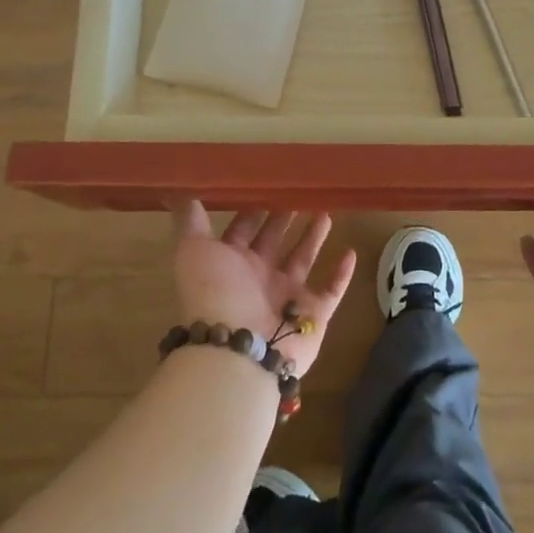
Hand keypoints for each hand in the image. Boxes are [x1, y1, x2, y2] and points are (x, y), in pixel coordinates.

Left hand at [171, 203, 356, 376]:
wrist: (239, 349)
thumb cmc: (216, 292)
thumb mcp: (194, 250)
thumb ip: (190, 222)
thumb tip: (182, 193)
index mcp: (231, 262)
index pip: (243, 230)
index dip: (252, 209)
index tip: (268, 183)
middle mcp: (259, 278)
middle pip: (274, 242)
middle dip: (285, 218)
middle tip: (302, 192)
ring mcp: (287, 296)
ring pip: (303, 260)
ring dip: (313, 237)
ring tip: (326, 212)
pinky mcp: (314, 314)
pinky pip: (331, 290)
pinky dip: (342, 274)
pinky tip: (351, 252)